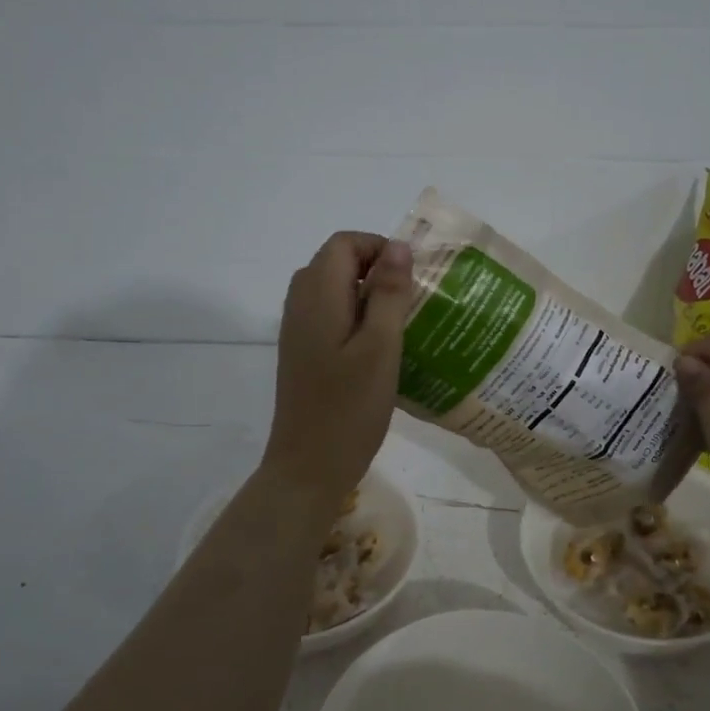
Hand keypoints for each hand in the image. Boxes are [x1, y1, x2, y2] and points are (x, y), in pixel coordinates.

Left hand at [260, 231, 415, 502]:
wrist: (309, 467)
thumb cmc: (350, 408)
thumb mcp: (381, 347)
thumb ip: (390, 294)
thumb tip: (399, 247)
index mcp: (318, 297)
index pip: (344, 243)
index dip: (378, 248)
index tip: (411, 276)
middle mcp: (300, 305)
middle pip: (335, 262)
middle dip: (375, 268)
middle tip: (411, 298)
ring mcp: (298, 331)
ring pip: (332, 289)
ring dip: (367, 294)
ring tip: (402, 320)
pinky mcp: (303, 353)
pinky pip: (329, 315)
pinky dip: (355, 316)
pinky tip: (380, 347)